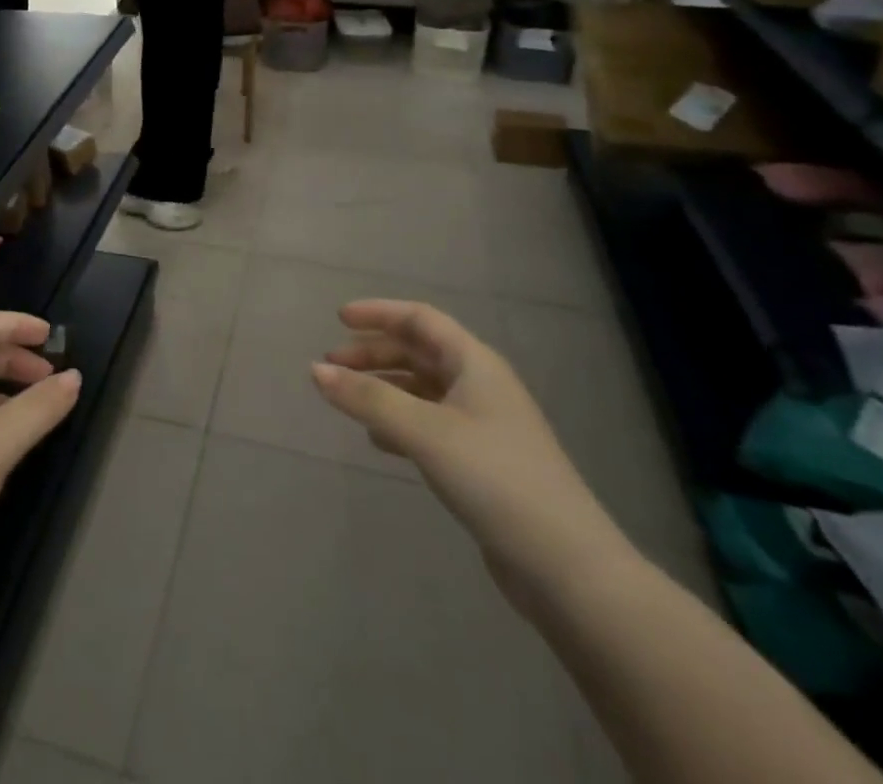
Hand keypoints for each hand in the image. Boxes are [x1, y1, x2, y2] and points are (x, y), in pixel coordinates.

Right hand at [312, 300, 629, 603]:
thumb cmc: (496, 480)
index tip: (338, 319)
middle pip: (419, 353)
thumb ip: (368, 399)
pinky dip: (399, 422)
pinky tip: (377, 440)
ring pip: (422, 390)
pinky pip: (429, 424)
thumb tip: (314, 371)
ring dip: (383, 387)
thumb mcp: (426, 433)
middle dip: (374, 354)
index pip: (420, 319)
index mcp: (475, 364)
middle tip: (331, 366)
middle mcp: (480, 386)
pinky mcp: (481, 462)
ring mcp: (483, 425)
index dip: (379, 314)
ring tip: (347, 400)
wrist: (568, 569)